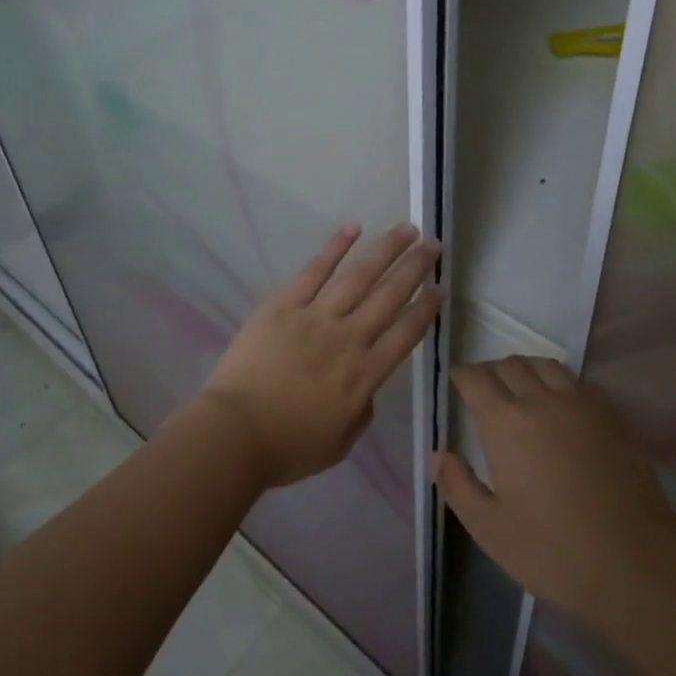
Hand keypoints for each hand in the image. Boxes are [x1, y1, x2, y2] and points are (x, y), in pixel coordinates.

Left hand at [196, 224, 441, 487]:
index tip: (440, 287)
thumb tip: (367, 389)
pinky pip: (315, 270)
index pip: (405, 333)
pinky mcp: (284, 304)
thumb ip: (362, 412)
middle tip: (432, 244)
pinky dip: (336, 247)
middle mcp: (348, 339)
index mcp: (364, 376)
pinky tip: (354, 228)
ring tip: (406, 229)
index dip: (426, 308)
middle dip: (414, 267)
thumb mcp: (340, 443)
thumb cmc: (287, 447)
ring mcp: (316, 317)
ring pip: (359, 276)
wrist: (235, 434)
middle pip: (389, 295)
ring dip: (385, 250)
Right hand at [434, 357, 675, 630]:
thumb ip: (458, 486)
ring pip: (545, 365)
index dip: (462, 376)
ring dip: (525, 368)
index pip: (475, 379)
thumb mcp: (491, 530)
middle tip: (484, 387)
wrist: (636, 563)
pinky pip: (578, 381)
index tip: (456, 382)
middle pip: (509, 365)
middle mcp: (540, 400)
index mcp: (505, 423)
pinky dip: (560, 381)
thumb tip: (437, 454)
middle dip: (490, 370)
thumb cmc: (554, 551)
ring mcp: (580, 404)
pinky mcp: (611, 415)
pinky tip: (561, 402)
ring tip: (520, 386)